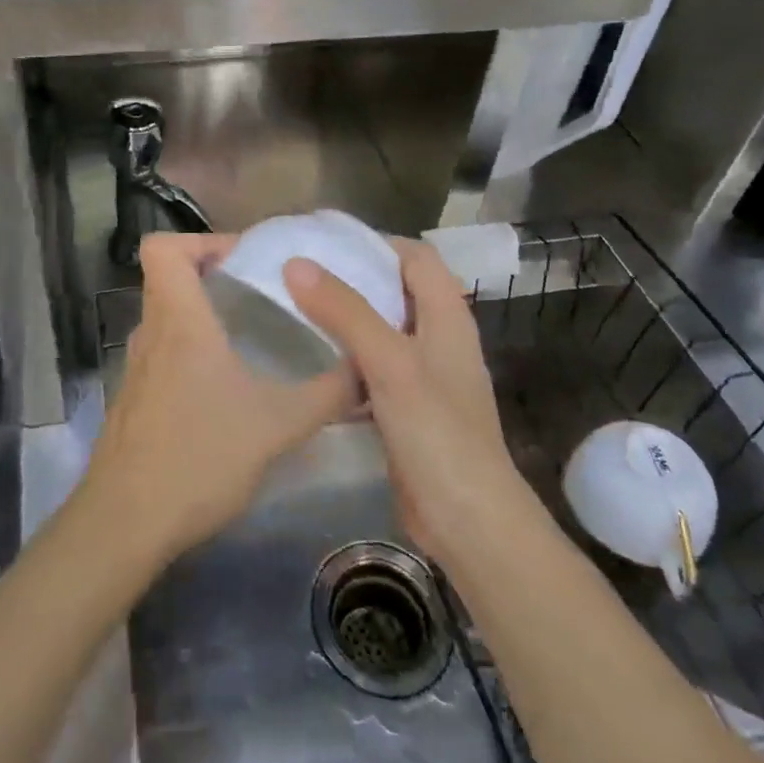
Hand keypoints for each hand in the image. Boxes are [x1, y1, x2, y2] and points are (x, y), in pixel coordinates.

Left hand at [80, 233, 358, 565]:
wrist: (126, 523)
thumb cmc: (199, 457)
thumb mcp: (277, 425)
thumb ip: (328, 394)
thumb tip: (368, 368)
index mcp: (178, 320)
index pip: (162, 247)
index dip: (200, 240)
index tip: (244, 260)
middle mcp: (151, 333)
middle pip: (168, 278)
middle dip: (213, 275)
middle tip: (261, 292)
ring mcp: (136, 367)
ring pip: (166, 317)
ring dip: (204, 314)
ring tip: (252, 335)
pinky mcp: (134, 399)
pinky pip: (163, 352)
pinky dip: (191, 350)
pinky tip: (226, 387)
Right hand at [285, 239, 545, 562]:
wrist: (467, 522)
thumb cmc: (437, 433)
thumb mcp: (390, 363)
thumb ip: (345, 311)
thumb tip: (296, 263)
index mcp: (447, 317)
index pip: (416, 257)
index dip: (377, 242)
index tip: (327, 241)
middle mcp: (438, 339)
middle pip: (396, 291)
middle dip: (353, 278)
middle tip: (301, 273)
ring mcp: (424, 377)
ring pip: (381, 331)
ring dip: (346, 319)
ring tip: (296, 310)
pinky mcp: (406, 410)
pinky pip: (372, 370)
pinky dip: (346, 360)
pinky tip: (311, 365)